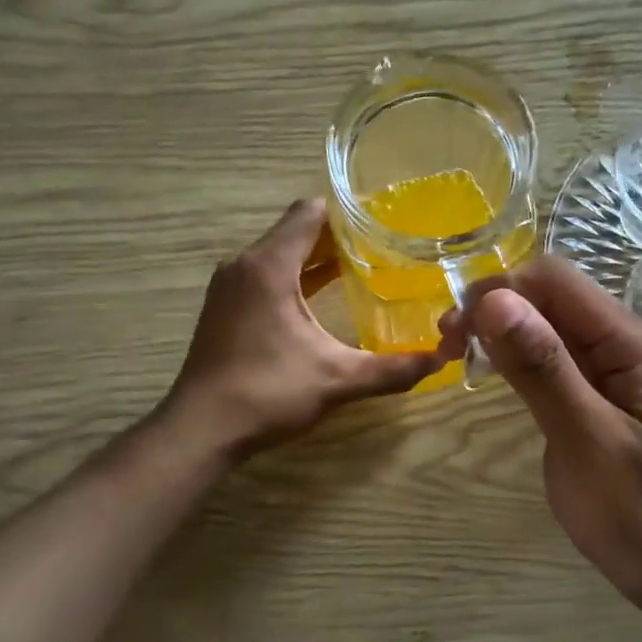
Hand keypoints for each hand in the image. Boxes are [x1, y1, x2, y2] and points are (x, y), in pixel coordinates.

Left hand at [165, 200, 452, 457]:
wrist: (201, 429)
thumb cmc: (267, 393)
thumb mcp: (337, 380)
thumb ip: (391, 369)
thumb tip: (440, 361)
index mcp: (269, 266)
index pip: (310, 213)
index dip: (348, 213)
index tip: (385, 222)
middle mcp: (245, 265)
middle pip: (296, 231)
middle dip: (338, 236)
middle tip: (384, 247)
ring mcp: (230, 287)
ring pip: (279, 254)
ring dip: (315, 258)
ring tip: (362, 269)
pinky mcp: (225, 308)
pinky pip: (265, 276)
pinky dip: (295, 278)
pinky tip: (321, 300)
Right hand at [452, 257, 641, 610]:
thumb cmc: (638, 514)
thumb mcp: (585, 440)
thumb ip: (543, 368)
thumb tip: (494, 300)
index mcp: (633, 344)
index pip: (556, 280)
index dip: (498, 291)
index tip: (454, 331)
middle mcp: (628, 343)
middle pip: (552, 295)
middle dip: (495, 308)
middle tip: (448, 348)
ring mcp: (616, 369)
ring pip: (550, 324)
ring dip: (502, 331)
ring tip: (460, 358)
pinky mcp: (602, 394)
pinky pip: (556, 356)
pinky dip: (519, 357)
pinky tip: (494, 374)